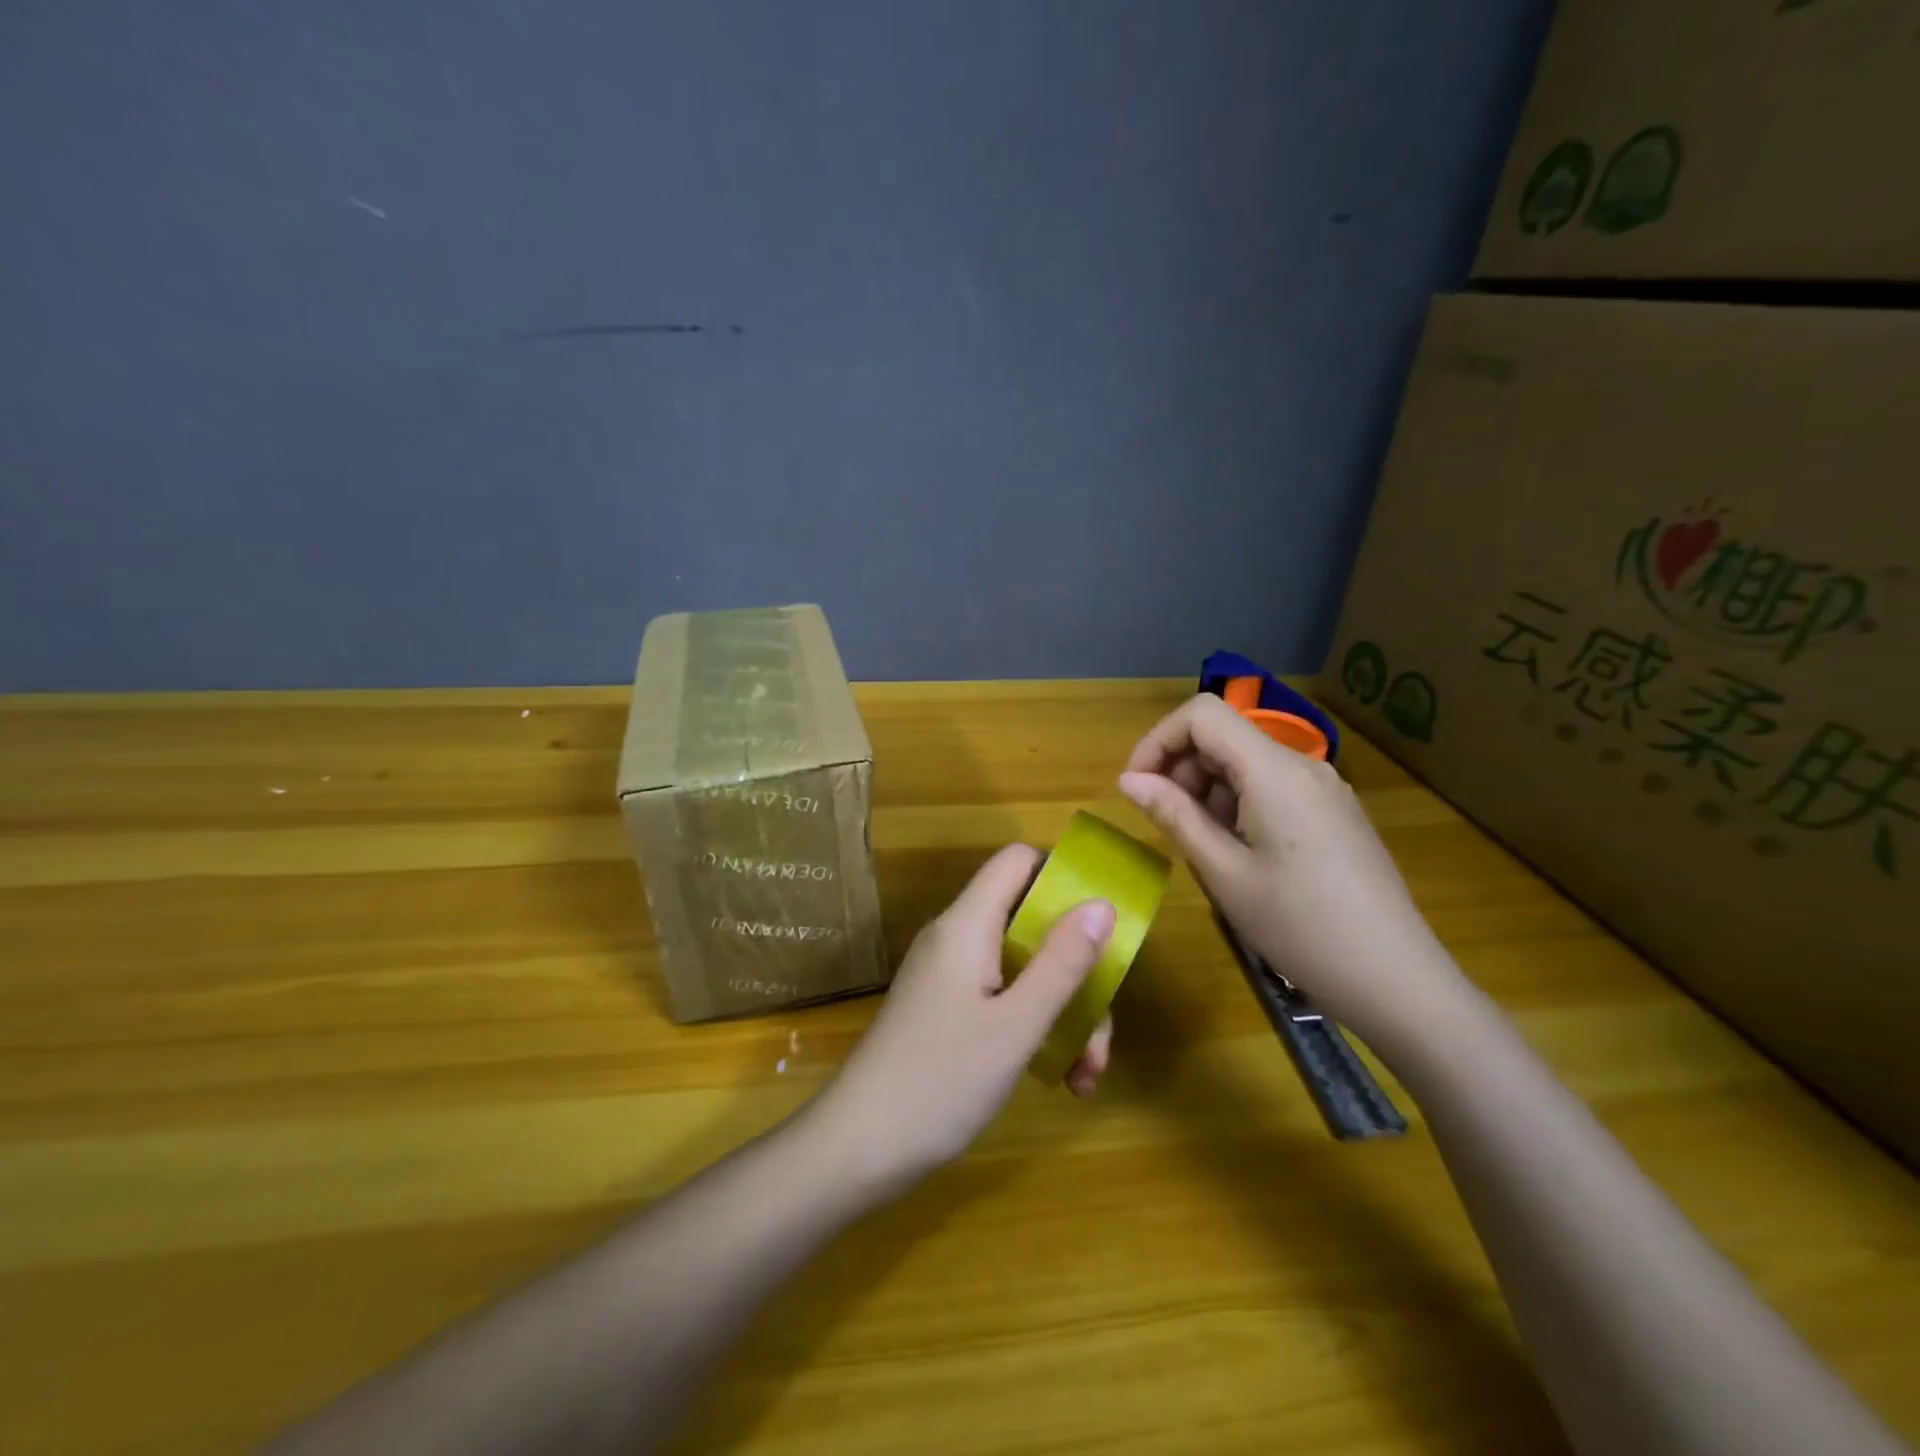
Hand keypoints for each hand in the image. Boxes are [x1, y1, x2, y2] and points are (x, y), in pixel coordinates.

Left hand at [812, 844, 1115, 1195]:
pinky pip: (1003, 997)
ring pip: (1023, 967)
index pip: (1018, 862)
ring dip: (1063, 1011)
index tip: (1104, 921)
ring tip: (1085, 1075)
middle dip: (1076, 969)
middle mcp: (958, 939)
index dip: (1063, 875)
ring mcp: (950, 976)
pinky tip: (1059, 1079)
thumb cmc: (941, 1080)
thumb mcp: (1016, 1025)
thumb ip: (1062, 963)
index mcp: (968, 924)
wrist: (858, 1147)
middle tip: (1101, 1030)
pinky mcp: (947, 1010)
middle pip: (1031, 923)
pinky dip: (1034, 1027)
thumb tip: (1102, 903)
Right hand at [1117, 693, 1472, 1054]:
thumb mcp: (1222, 872)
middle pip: (1224, 736)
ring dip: (1208, 791)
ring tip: (1204, 848)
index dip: (1158, 741)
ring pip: (1246, 763)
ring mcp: (1324, 788)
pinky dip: (1239, 804)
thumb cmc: (1299, 926)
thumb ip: (1173, 815)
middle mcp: (1302, 765)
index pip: (1202, 714)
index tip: (1136, 787)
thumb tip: (1129, 780)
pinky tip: (1239, 854)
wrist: (1396, 980)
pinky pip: (1272, 786)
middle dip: (1181, 769)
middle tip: (1166, 825)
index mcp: (1274, 770)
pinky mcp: (1334, 812)